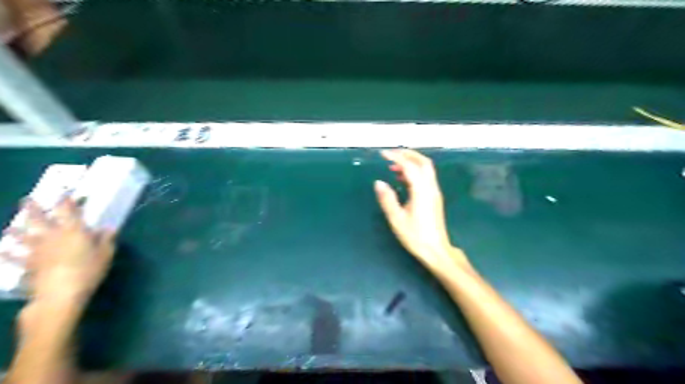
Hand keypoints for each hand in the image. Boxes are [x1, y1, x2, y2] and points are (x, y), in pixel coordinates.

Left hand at [8, 197, 115, 308]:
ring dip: (15, 230)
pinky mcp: (27, 265)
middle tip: (27, 199)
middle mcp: (51, 236)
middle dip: (33, 208)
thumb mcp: (106, 254)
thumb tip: (109, 228)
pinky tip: (0, 251)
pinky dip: (6, 254)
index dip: (66, 200)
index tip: (65, 192)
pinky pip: (13, 257)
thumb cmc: (88, 270)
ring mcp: (36, 250)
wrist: (60, 294)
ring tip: (9, 226)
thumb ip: (106, 240)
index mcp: (73, 230)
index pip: (68, 211)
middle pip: (39, 219)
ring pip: (22, 236)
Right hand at [374, 149, 470, 272]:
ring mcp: (434, 192)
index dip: (396, 157)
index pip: (410, 166)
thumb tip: (378, 183)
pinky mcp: (434, 197)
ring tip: (393, 166)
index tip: (383, 153)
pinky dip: (414, 172)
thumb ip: (387, 199)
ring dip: (411, 162)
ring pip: (426, 169)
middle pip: (423, 162)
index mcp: (421, 191)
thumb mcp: (397, 219)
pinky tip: (402, 179)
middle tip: (391, 154)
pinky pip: (425, 177)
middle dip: (408, 154)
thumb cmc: (415, 236)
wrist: (436, 250)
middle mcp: (431, 187)